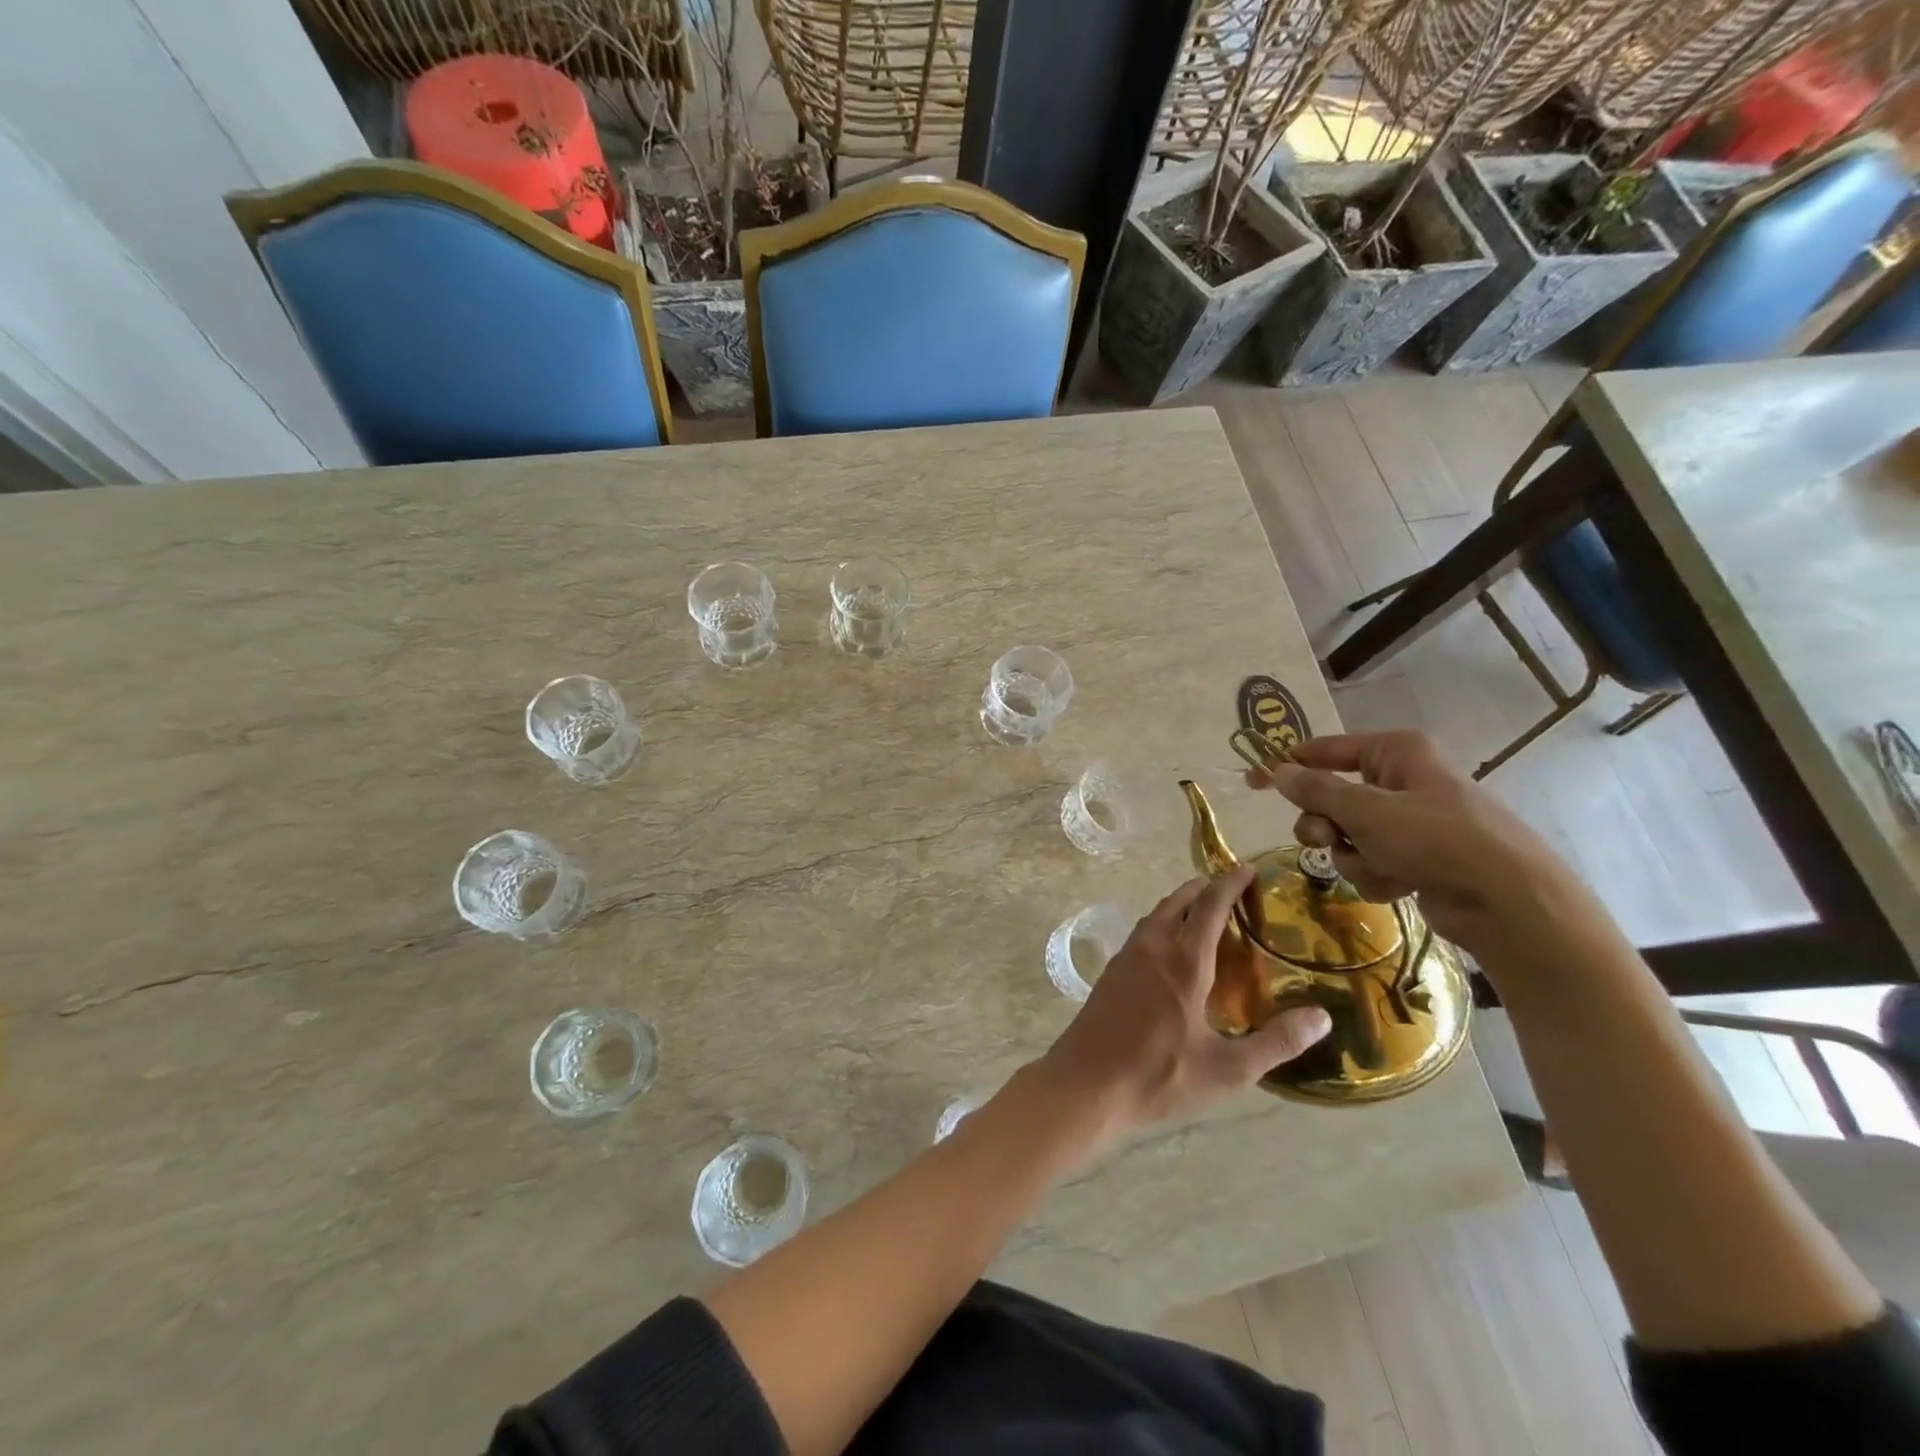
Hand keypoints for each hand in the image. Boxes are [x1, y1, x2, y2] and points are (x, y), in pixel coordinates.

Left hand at [1038, 868, 1332, 1145]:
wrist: (1085, 1085)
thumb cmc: (1159, 1076)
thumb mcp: (1227, 1070)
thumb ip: (1276, 1043)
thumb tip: (1322, 1017)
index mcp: (1183, 962)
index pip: (1209, 906)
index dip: (1230, 883)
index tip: (1248, 869)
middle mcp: (1152, 948)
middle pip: (1178, 901)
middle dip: (1204, 888)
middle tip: (1231, 890)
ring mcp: (1126, 958)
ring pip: (1156, 915)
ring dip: (1181, 904)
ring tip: (1205, 914)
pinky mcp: (1111, 973)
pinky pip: (1143, 933)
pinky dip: (1164, 924)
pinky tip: (1173, 950)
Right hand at [1246, 729, 1593, 953]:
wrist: (1509, 904)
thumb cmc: (1437, 840)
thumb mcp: (1366, 811)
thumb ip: (1315, 791)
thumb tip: (1276, 771)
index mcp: (1395, 752)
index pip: (1324, 750)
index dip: (1287, 766)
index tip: (1253, 781)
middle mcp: (1401, 780)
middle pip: (1331, 798)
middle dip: (1325, 825)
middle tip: (1327, 839)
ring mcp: (1410, 821)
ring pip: (1346, 835)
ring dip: (1353, 855)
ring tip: (1382, 867)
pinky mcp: (1417, 858)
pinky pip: (1370, 860)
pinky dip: (1376, 874)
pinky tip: (1401, 884)